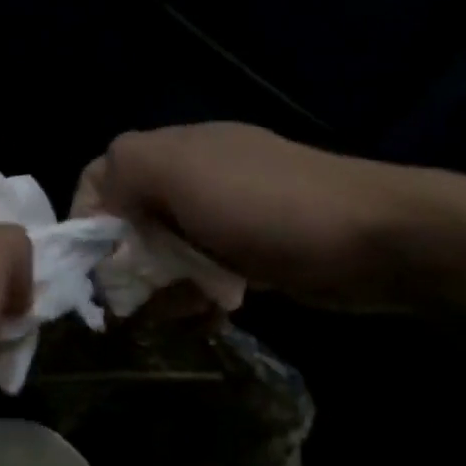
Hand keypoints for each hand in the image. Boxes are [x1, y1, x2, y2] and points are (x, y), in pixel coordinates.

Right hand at [76, 124, 453, 311]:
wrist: (377, 240)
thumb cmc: (267, 207)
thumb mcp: (182, 173)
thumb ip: (124, 172)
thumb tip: (98, 210)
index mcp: (175, 150)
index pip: (102, 175)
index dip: (88, 217)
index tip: (94, 264)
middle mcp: (196, 177)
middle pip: (131, 220)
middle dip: (125, 262)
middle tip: (133, 299)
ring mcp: (227, 216)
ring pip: (166, 253)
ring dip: (161, 287)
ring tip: (178, 313)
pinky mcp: (253, 252)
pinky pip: (204, 274)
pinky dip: (198, 297)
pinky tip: (211, 315)